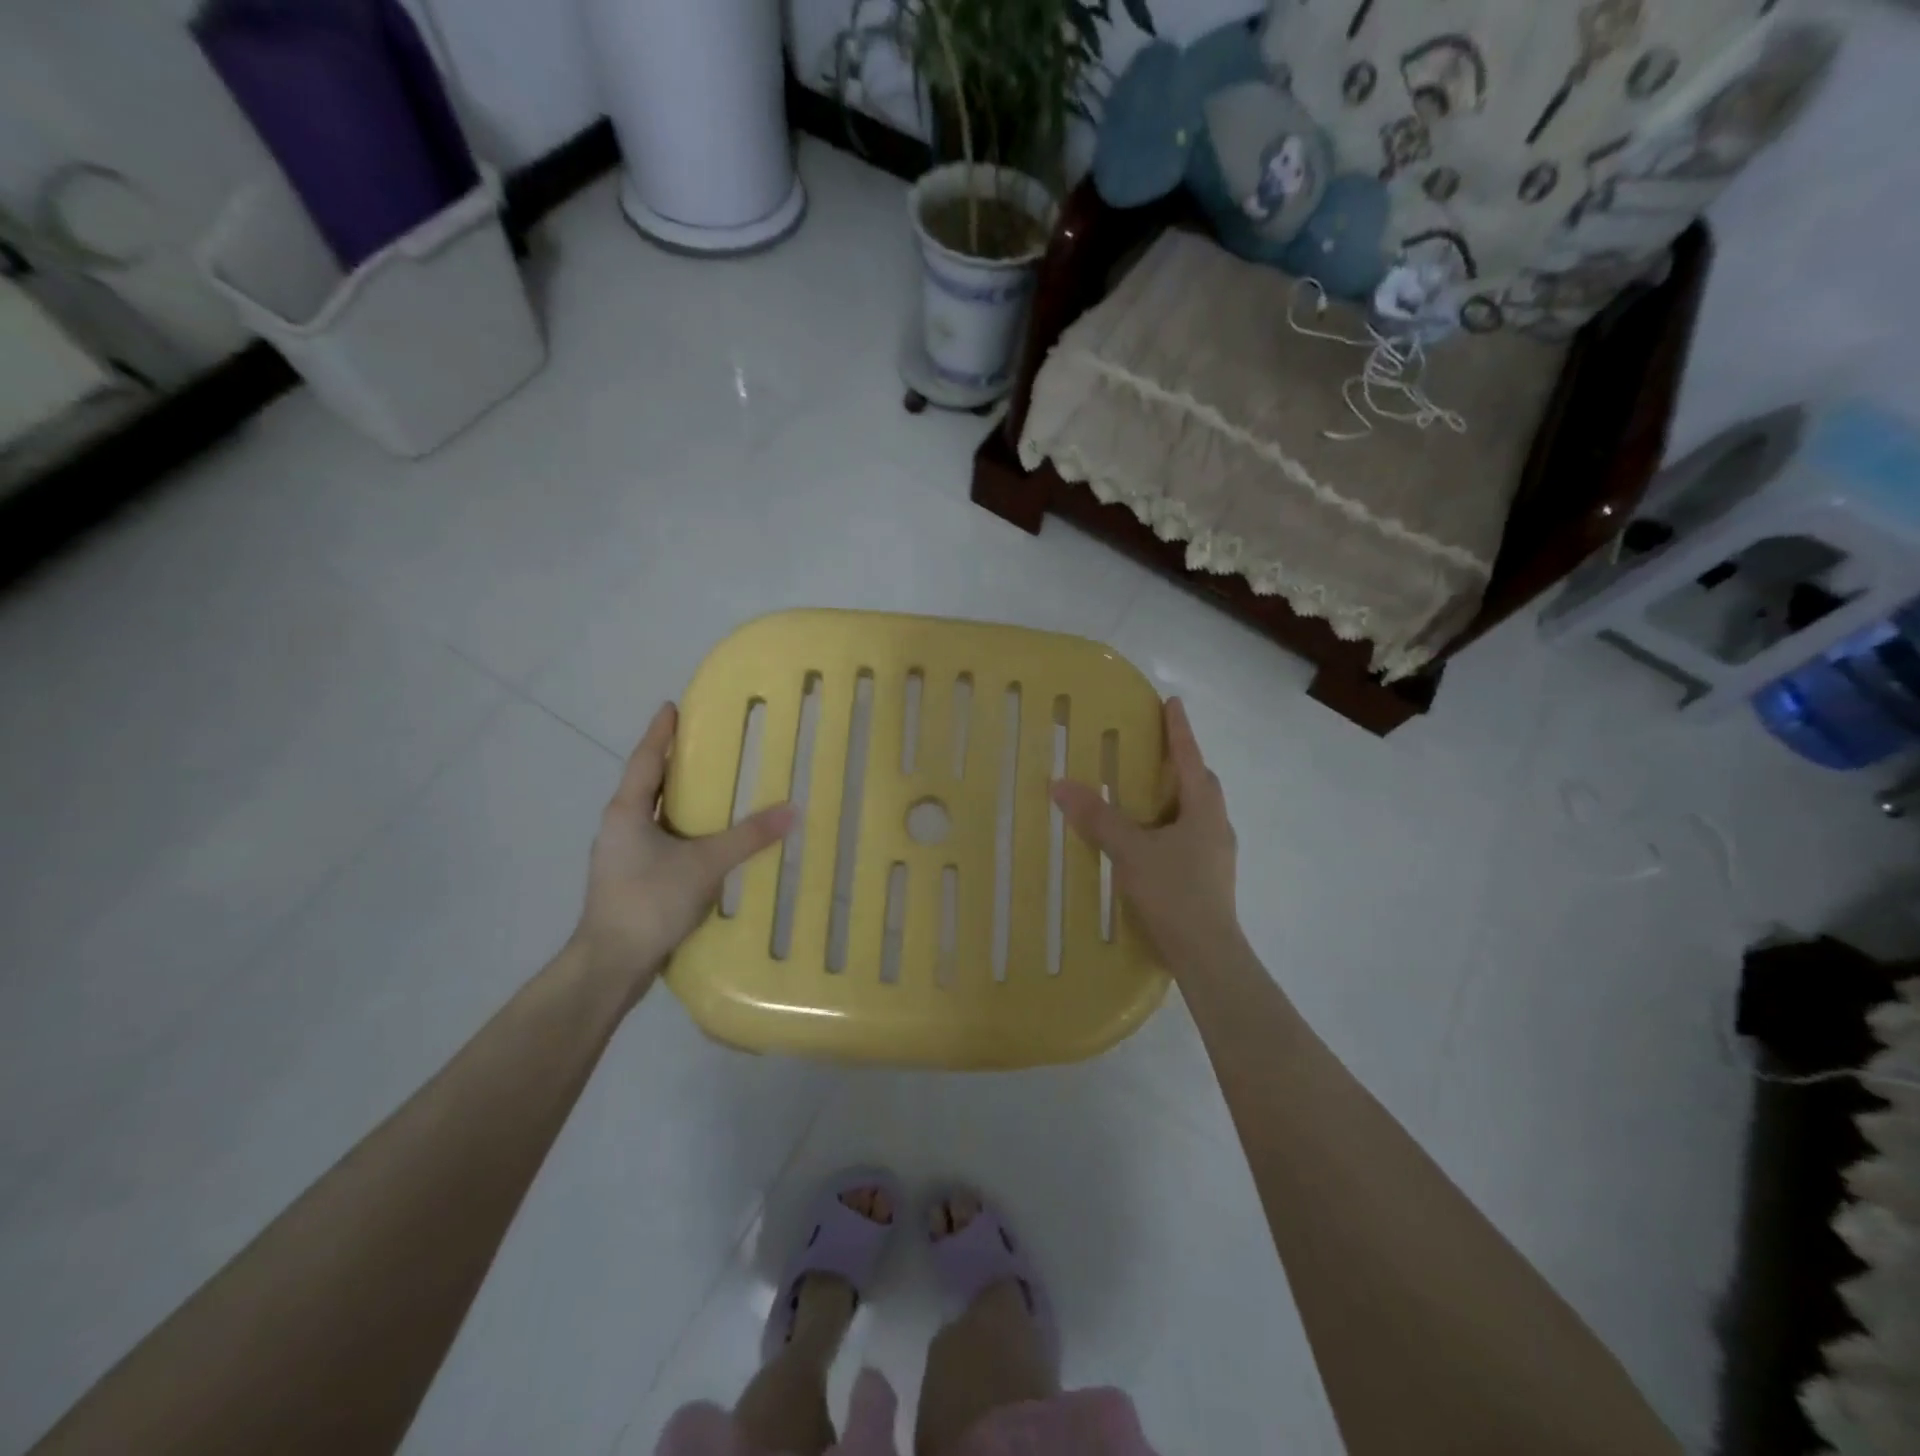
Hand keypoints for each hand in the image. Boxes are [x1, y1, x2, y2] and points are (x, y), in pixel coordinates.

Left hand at [572, 703, 792, 1001]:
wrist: (610, 964)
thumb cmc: (649, 901)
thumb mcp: (705, 865)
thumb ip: (748, 837)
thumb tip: (792, 809)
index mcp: (626, 812)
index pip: (645, 759)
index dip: (660, 732)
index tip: (672, 707)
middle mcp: (619, 827)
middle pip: (647, 783)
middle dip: (672, 762)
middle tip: (705, 743)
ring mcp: (620, 855)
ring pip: (653, 814)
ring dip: (677, 799)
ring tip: (712, 787)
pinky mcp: (630, 879)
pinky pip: (659, 840)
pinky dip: (681, 829)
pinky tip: (705, 840)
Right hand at [1050, 697, 1240, 968]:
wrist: (1207, 954)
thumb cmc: (1174, 893)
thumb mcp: (1130, 851)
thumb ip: (1097, 818)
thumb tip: (1061, 784)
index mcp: (1204, 809)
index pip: (1190, 757)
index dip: (1179, 729)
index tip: (1172, 702)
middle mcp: (1216, 825)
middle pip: (1200, 784)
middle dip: (1180, 763)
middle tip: (1154, 751)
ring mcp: (1216, 854)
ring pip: (1195, 812)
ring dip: (1174, 797)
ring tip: (1145, 795)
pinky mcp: (1209, 877)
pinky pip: (1189, 835)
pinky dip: (1169, 825)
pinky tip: (1149, 841)